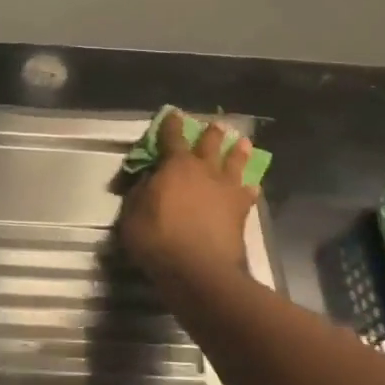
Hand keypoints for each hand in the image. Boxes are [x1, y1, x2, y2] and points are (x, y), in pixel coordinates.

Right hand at [121, 111, 257, 291]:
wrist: (198, 270)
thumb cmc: (157, 239)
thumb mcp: (132, 214)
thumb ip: (140, 192)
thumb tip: (149, 179)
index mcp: (176, 166)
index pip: (172, 138)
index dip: (171, 125)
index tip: (173, 114)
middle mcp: (204, 171)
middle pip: (210, 145)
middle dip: (211, 133)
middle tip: (217, 125)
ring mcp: (226, 190)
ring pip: (235, 164)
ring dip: (238, 152)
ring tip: (243, 143)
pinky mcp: (241, 211)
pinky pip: (247, 194)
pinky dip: (249, 188)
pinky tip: (252, 187)